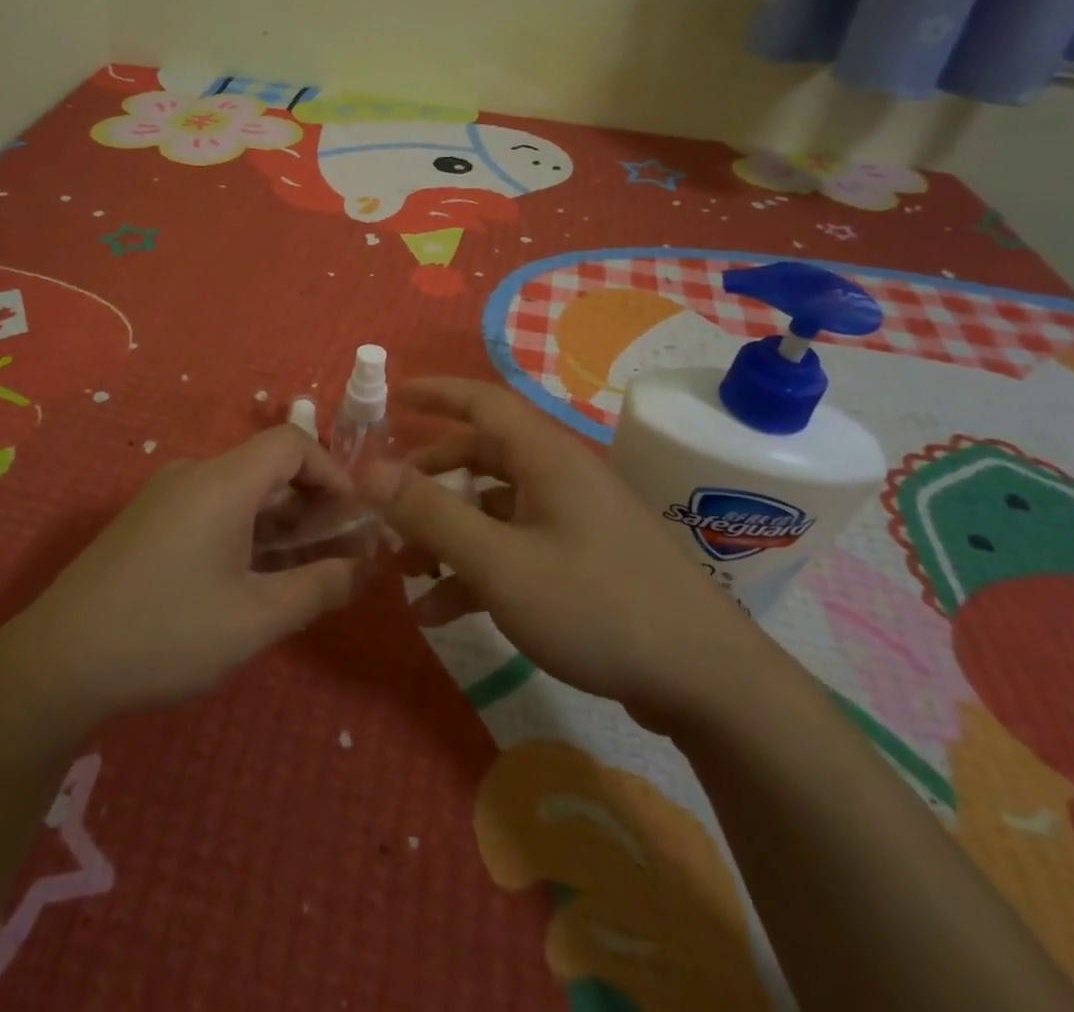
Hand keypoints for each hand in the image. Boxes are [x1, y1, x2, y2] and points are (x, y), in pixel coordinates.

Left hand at [0, 427, 363, 734]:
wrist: (57, 663)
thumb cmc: (167, 633)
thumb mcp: (256, 619)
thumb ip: (318, 588)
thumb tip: (363, 569)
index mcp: (222, 481)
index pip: (292, 443)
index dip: (332, 471)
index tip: (353, 518)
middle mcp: (193, 473)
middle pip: (266, 465)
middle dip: (309, 501)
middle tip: (333, 551)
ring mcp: (164, 495)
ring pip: (238, 488)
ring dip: (276, 519)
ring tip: (296, 570)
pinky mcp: (146, 519)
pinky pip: (210, 505)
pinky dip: (243, 527)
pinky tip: (244, 577)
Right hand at [365, 378, 780, 729]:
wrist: (705, 681)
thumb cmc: (596, 605)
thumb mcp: (500, 563)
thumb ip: (431, 514)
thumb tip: (368, 470)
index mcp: (545, 457)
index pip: (482, 400)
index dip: (435, 393)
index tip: (392, 395)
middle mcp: (560, 476)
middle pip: (483, 456)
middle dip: (430, 477)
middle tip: (386, 502)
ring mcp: (574, 520)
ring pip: (495, 508)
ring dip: (448, 532)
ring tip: (403, 569)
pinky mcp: (583, 561)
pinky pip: (516, 547)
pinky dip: (477, 568)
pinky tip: (442, 611)